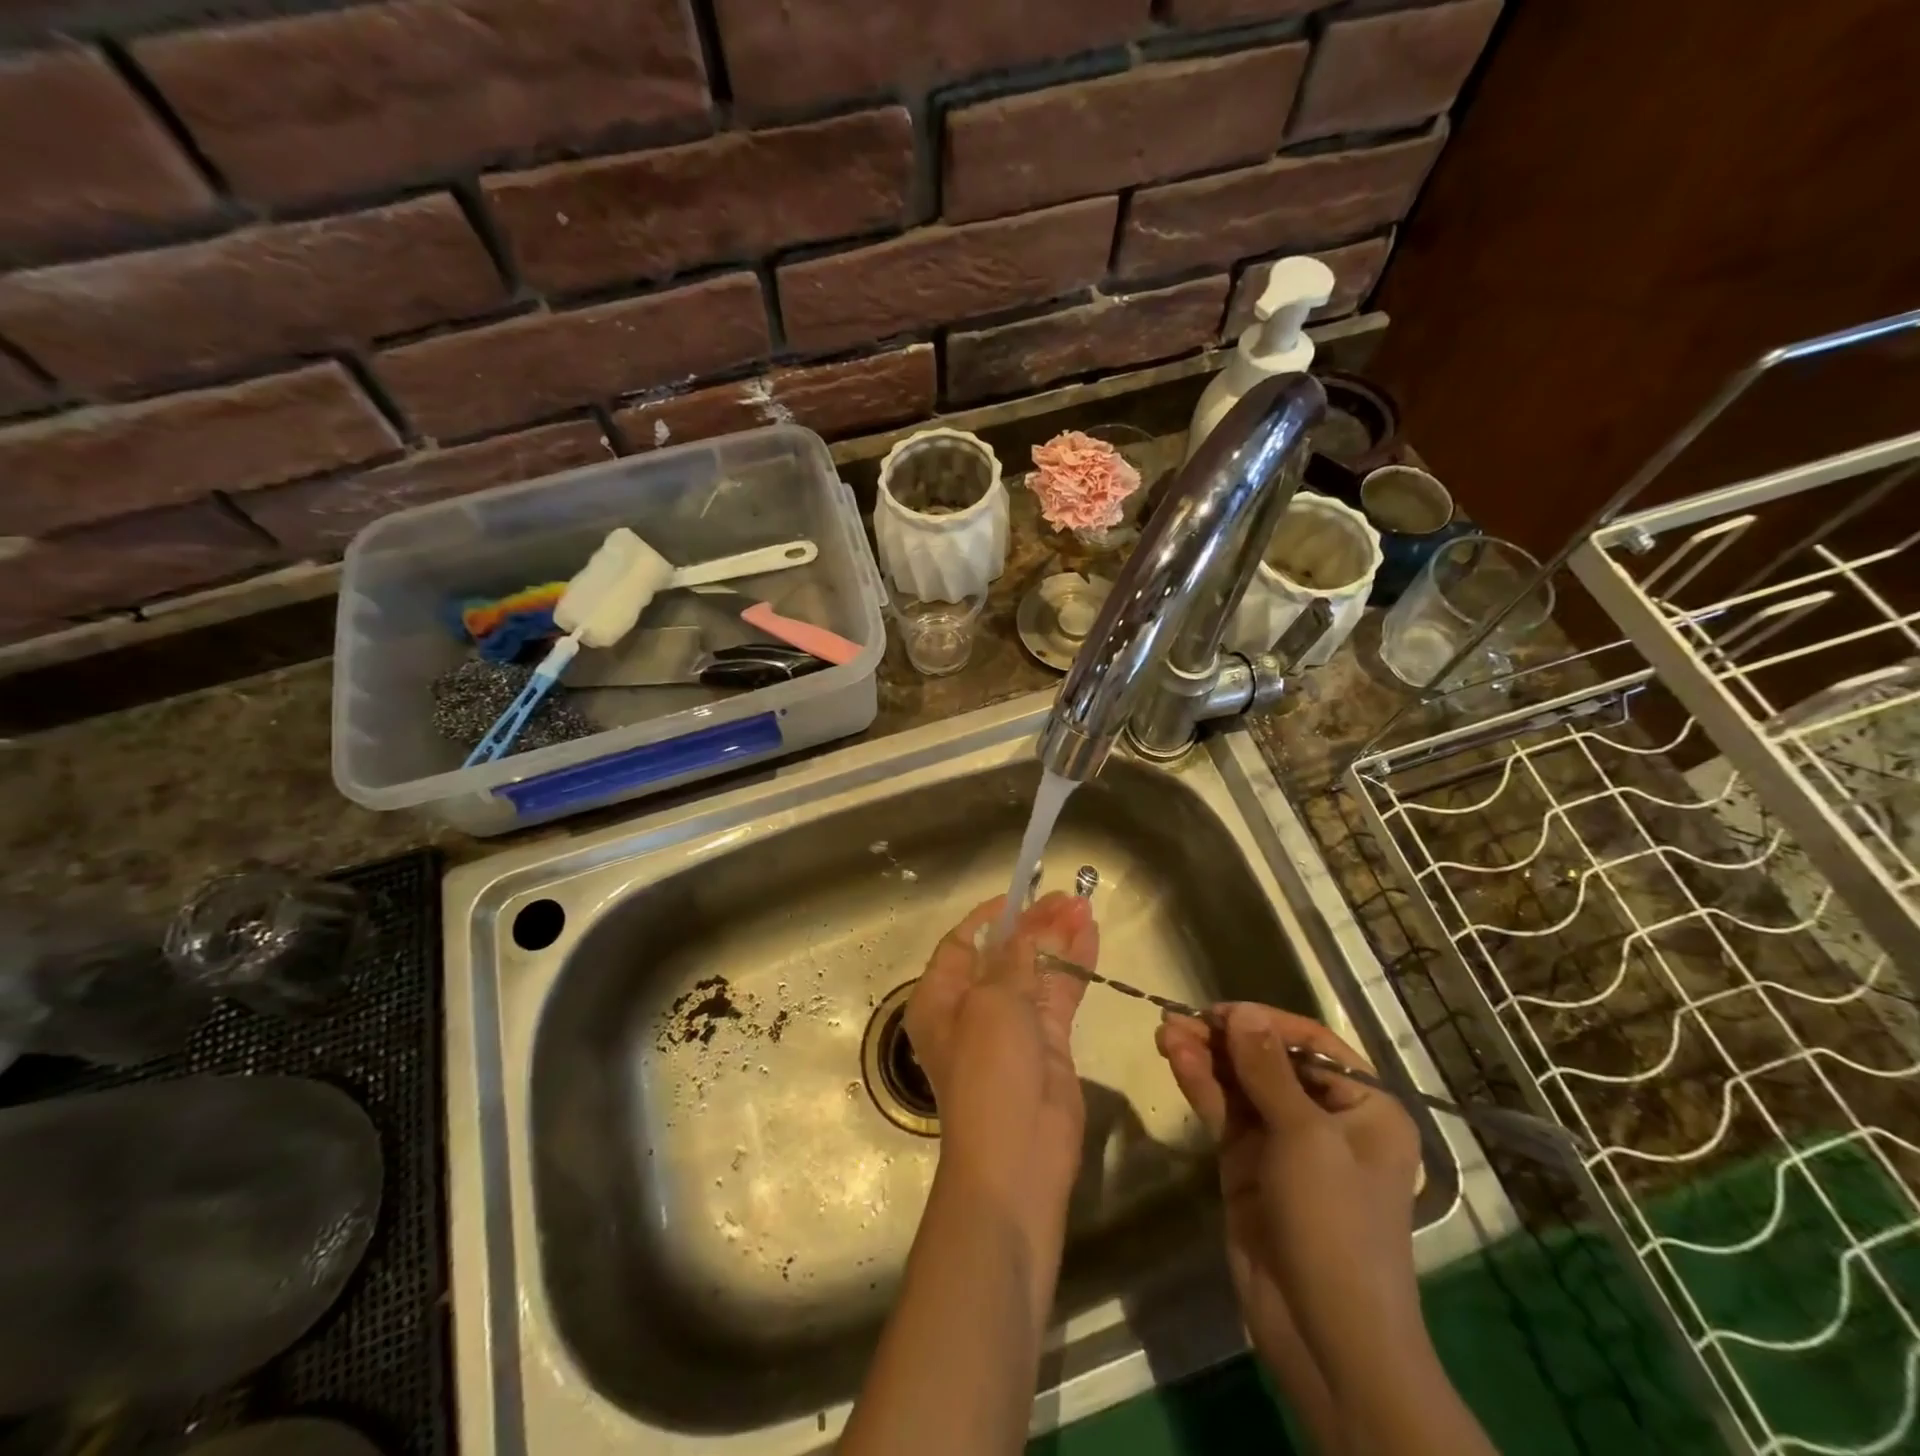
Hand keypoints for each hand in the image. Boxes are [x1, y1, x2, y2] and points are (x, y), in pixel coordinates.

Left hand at [905, 893, 1098, 1210]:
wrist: (1018, 1157)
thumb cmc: (988, 1070)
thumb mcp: (994, 1002)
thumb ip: (1015, 958)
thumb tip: (1028, 927)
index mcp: (940, 997)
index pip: (962, 943)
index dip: (991, 917)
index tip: (1022, 894)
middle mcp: (971, 1008)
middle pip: (1004, 953)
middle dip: (1033, 924)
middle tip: (1066, 896)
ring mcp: (1012, 1027)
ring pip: (1036, 970)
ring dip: (1058, 939)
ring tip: (1084, 905)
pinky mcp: (1047, 1043)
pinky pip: (1059, 994)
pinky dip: (1074, 965)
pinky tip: (1091, 935)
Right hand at [1155, 1003, 1422, 1383]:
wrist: (1324, 1334)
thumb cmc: (1335, 1223)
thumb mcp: (1305, 1136)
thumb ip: (1267, 1068)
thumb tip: (1242, 1011)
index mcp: (1365, 1106)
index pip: (1310, 1043)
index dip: (1264, 1022)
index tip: (1217, 1011)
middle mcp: (1326, 1117)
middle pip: (1269, 1060)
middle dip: (1224, 1039)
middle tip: (1178, 1019)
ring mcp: (1284, 1142)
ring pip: (1240, 1084)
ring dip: (1205, 1057)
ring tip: (1164, 1031)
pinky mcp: (1249, 1164)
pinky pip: (1224, 1112)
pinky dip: (1200, 1085)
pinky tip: (1174, 1060)